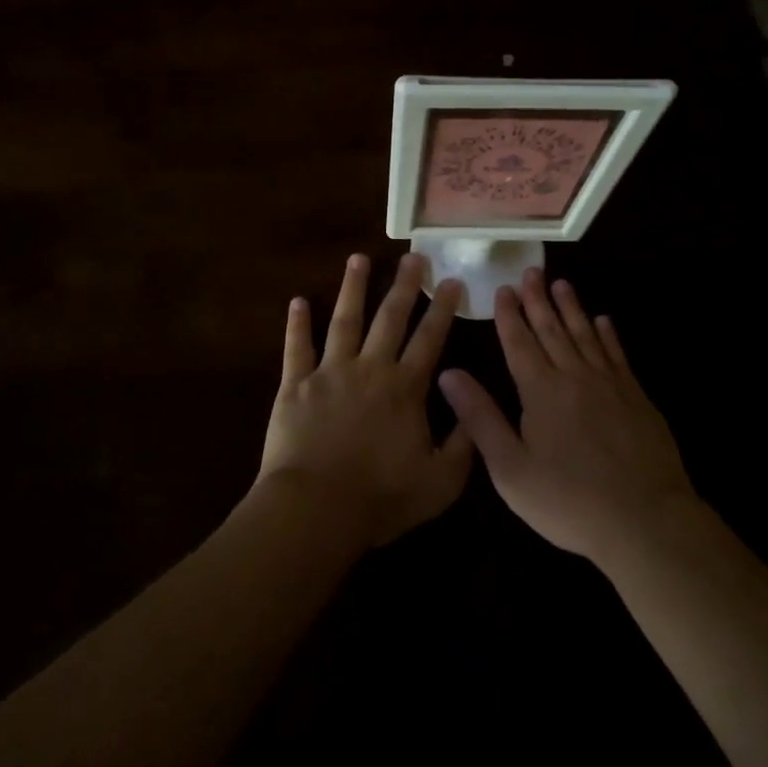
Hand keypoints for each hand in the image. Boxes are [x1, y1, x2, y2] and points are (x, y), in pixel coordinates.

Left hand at [258, 252, 473, 548]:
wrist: (316, 509)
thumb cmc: (381, 498)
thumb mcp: (441, 480)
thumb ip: (464, 442)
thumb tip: (472, 405)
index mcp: (405, 388)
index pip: (430, 339)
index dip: (443, 309)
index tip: (451, 281)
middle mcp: (370, 368)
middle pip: (390, 318)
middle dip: (404, 285)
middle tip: (413, 257)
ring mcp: (330, 372)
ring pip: (345, 320)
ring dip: (353, 288)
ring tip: (359, 258)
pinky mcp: (295, 385)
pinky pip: (296, 348)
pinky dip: (297, 324)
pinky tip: (298, 301)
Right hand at [438, 269, 694, 564]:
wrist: (644, 519)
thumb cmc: (568, 500)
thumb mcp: (511, 468)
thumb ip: (480, 418)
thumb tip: (448, 373)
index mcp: (540, 391)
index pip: (520, 343)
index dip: (509, 315)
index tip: (503, 289)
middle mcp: (574, 377)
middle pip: (553, 330)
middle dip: (538, 300)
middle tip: (531, 270)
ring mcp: (610, 384)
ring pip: (586, 334)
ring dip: (572, 308)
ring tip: (562, 284)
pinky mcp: (636, 397)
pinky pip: (617, 355)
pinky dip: (608, 335)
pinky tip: (604, 321)